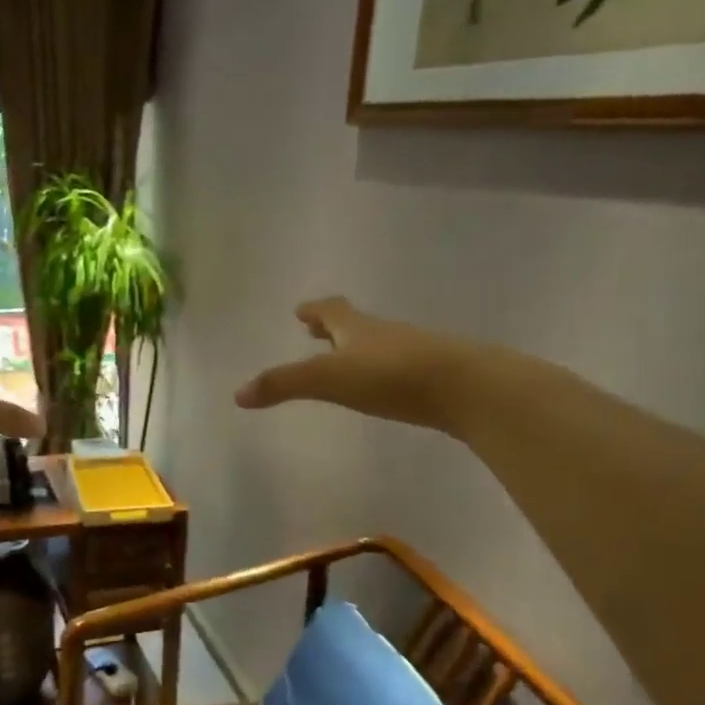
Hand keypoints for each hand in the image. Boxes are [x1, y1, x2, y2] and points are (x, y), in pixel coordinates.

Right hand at [235, 297, 475, 429]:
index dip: (314, 310)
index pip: (331, 311)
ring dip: (359, 349)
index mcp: (357, 328)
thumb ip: (283, 385)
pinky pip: (401, 367)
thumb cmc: (390, 376)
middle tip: (316, 331)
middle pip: (355, 324)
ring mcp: (414, 352)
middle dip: (333, 328)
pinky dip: (384, 371)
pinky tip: (384, 387)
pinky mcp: (435, 376)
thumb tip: (238, 394)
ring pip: (380, 345)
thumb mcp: (328, 379)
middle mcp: (385, 334)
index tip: (301, 310)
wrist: (467, 387)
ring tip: (346, 360)